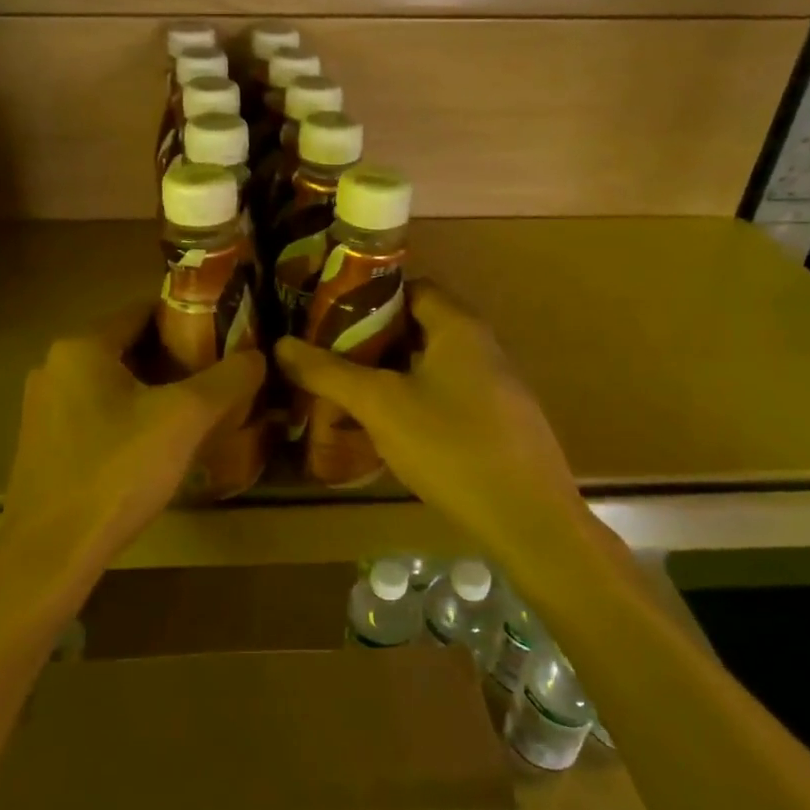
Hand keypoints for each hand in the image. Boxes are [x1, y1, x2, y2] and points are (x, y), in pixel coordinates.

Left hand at [0, 303, 265, 578]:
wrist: (50, 553)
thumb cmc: (116, 471)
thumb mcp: (185, 419)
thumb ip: (228, 378)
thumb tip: (258, 356)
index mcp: (82, 346)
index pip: (144, 311)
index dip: (189, 319)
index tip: (226, 337)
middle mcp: (55, 365)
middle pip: (129, 347)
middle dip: (175, 359)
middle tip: (219, 378)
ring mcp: (43, 406)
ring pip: (113, 383)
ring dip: (153, 390)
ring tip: (196, 411)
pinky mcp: (43, 442)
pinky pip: (96, 413)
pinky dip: (128, 417)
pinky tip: (156, 445)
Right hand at [276, 282, 581, 558]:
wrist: (529, 521)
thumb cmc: (451, 446)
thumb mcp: (380, 406)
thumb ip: (329, 373)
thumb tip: (281, 345)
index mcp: (459, 327)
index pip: (411, 288)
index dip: (369, 297)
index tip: (328, 315)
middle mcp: (482, 346)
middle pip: (418, 327)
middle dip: (372, 340)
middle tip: (328, 357)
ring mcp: (495, 386)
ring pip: (430, 365)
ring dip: (390, 374)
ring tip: (347, 392)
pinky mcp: (498, 422)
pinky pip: (446, 394)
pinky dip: (413, 400)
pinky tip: (387, 429)